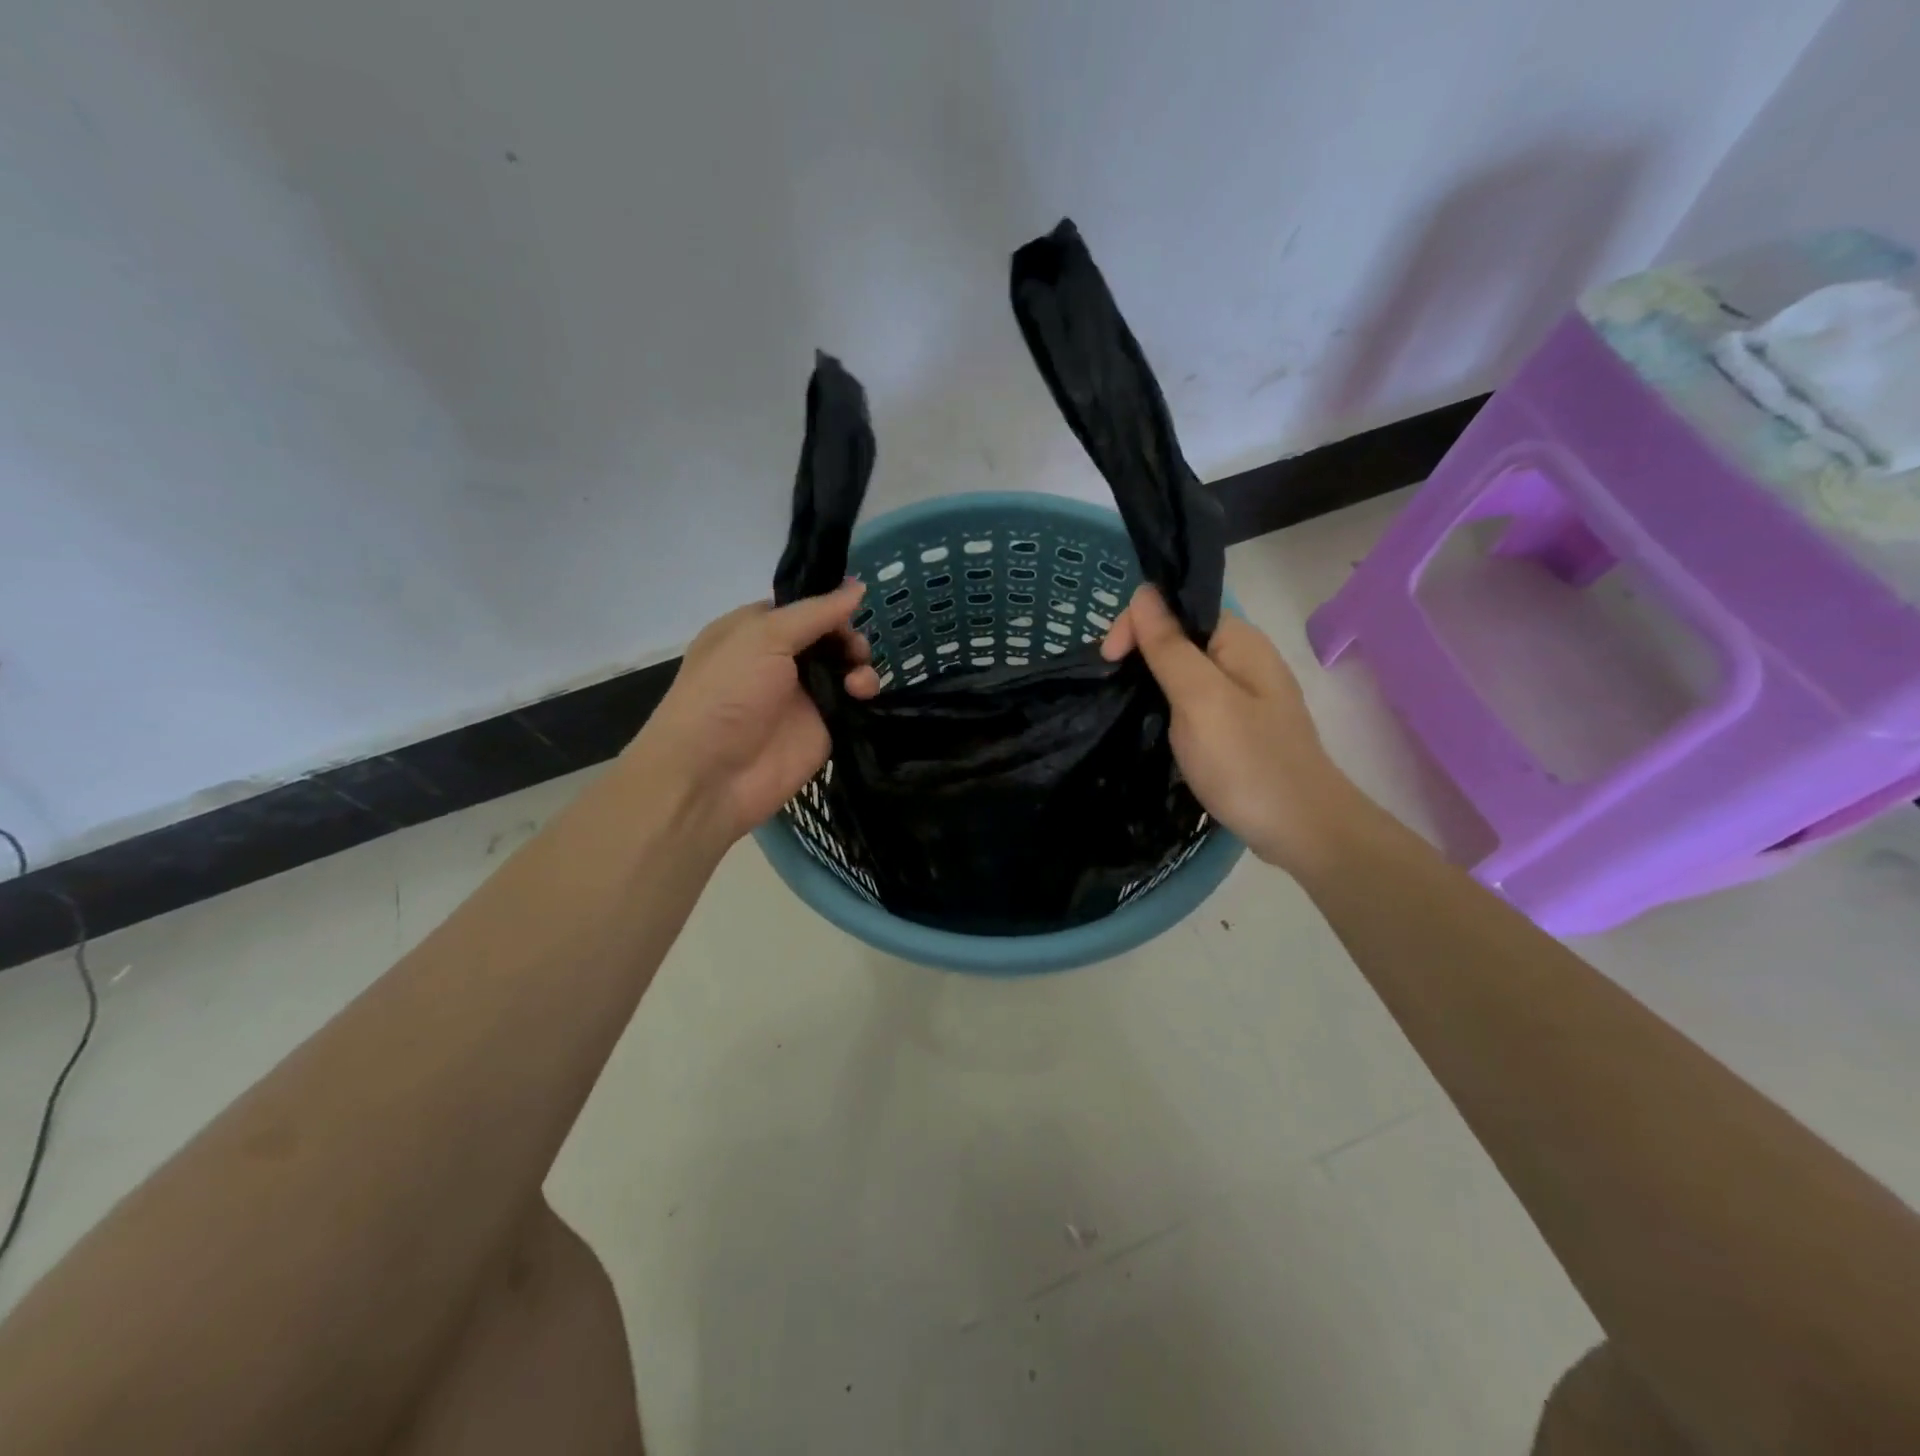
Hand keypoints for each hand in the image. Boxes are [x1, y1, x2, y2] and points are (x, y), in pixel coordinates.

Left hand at [631, 581, 880, 844]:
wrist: (711, 776)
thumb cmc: (726, 693)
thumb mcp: (763, 637)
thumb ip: (816, 613)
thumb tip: (858, 586)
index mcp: (754, 631)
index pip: (803, 608)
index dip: (830, 605)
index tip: (855, 604)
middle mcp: (779, 660)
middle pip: (829, 637)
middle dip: (848, 637)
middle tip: (853, 649)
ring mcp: (802, 696)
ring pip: (846, 669)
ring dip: (860, 665)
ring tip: (858, 679)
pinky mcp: (823, 728)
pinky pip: (853, 704)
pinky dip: (864, 694)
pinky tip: (862, 696)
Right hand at [1101, 584, 1358, 870]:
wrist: (1301, 830)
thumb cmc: (1246, 762)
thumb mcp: (1200, 699)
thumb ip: (1169, 646)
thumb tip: (1143, 592)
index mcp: (1238, 641)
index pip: (1177, 606)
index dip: (1137, 624)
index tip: (1108, 662)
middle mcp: (1242, 659)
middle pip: (1179, 636)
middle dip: (1140, 653)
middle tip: (1112, 688)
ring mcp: (1242, 696)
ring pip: (1183, 671)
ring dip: (1151, 682)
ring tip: (1125, 706)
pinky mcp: (1236, 728)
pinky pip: (1193, 702)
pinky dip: (1168, 707)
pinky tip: (1153, 726)